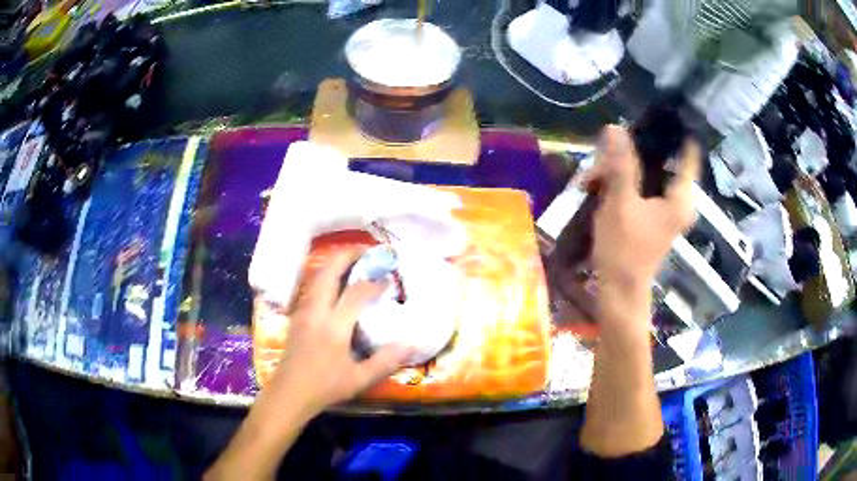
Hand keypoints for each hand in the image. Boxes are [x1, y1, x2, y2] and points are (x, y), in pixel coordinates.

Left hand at [265, 246, 411, 415]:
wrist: (289, 393)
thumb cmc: (324, 388)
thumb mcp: (359, 380)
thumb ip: (385, 361)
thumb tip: (409, 344)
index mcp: (333, 327)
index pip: (355, 293)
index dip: (374, 282)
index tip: (389, 280)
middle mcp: (316, 311)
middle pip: (328, 271)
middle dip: (348, 255)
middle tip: (368, 251)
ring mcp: (303, 311)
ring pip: (316, 275)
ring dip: (335, 263)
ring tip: (354, 261)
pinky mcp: (297, 316)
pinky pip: (312, 286)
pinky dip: (326, 275)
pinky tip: (336, 283)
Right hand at [585, 126, 699, 327]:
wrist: (619, 292)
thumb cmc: (624, 249)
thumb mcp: (620, 202)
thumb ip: (620, 164)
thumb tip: (615, 128)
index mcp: (681, 198)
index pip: (688, 155)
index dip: (677, 133)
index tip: (660, 114)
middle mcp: (678, 202)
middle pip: (661, 162)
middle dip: (633, 153)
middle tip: (606, 151)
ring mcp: (665, 211)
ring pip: (647, 175)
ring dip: (620, 170)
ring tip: (593, 176)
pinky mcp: (651, 218)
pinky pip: (640, 189)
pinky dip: (621, 185)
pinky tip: (597, 186)